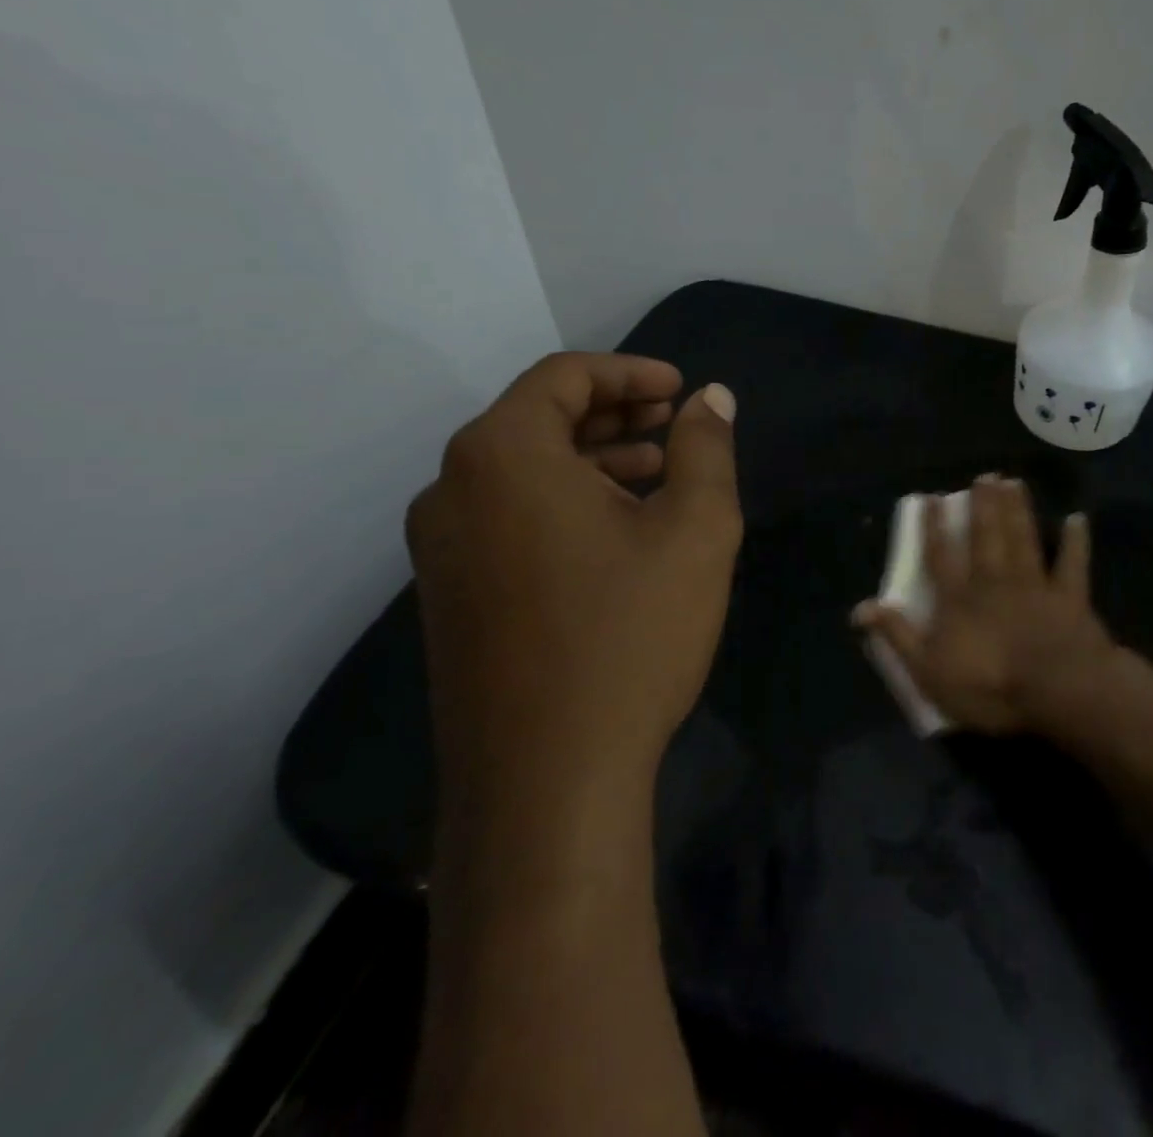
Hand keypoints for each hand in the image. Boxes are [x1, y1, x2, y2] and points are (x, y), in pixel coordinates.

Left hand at [405, 353, 742, 846]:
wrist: (546, 781)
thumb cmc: (629, 635)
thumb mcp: (694, 530)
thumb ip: (705, 449)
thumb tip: (711, 399)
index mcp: (502, 455)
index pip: (564, 377)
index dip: (630, 371)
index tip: (681, 390)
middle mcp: (452, 489)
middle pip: (538, 418)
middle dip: (614, 413)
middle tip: (675, 425)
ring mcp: (441, 547)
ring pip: (523, 471)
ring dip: (593, 459)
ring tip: (659, 475)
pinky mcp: (450, 594)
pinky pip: (509, 516)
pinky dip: (565, 502)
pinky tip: (619, 531)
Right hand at [854, 476, 1117, 733]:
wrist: (1055, 690)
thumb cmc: (989, 685)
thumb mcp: (928, 671)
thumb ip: (897, 636)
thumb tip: (860, 608)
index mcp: (959, 599)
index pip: (940, 555)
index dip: (933, 526)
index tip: (931, 496)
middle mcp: (994, 581)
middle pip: (986, 536)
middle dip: (982, 505)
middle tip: (984, 476)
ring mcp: (1034, 584)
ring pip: (1023, 538)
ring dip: (1018, 510)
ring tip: (1013, 483)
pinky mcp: (1069, 596)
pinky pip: (1072, 563)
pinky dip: (1076, 541)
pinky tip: (1078, 519)